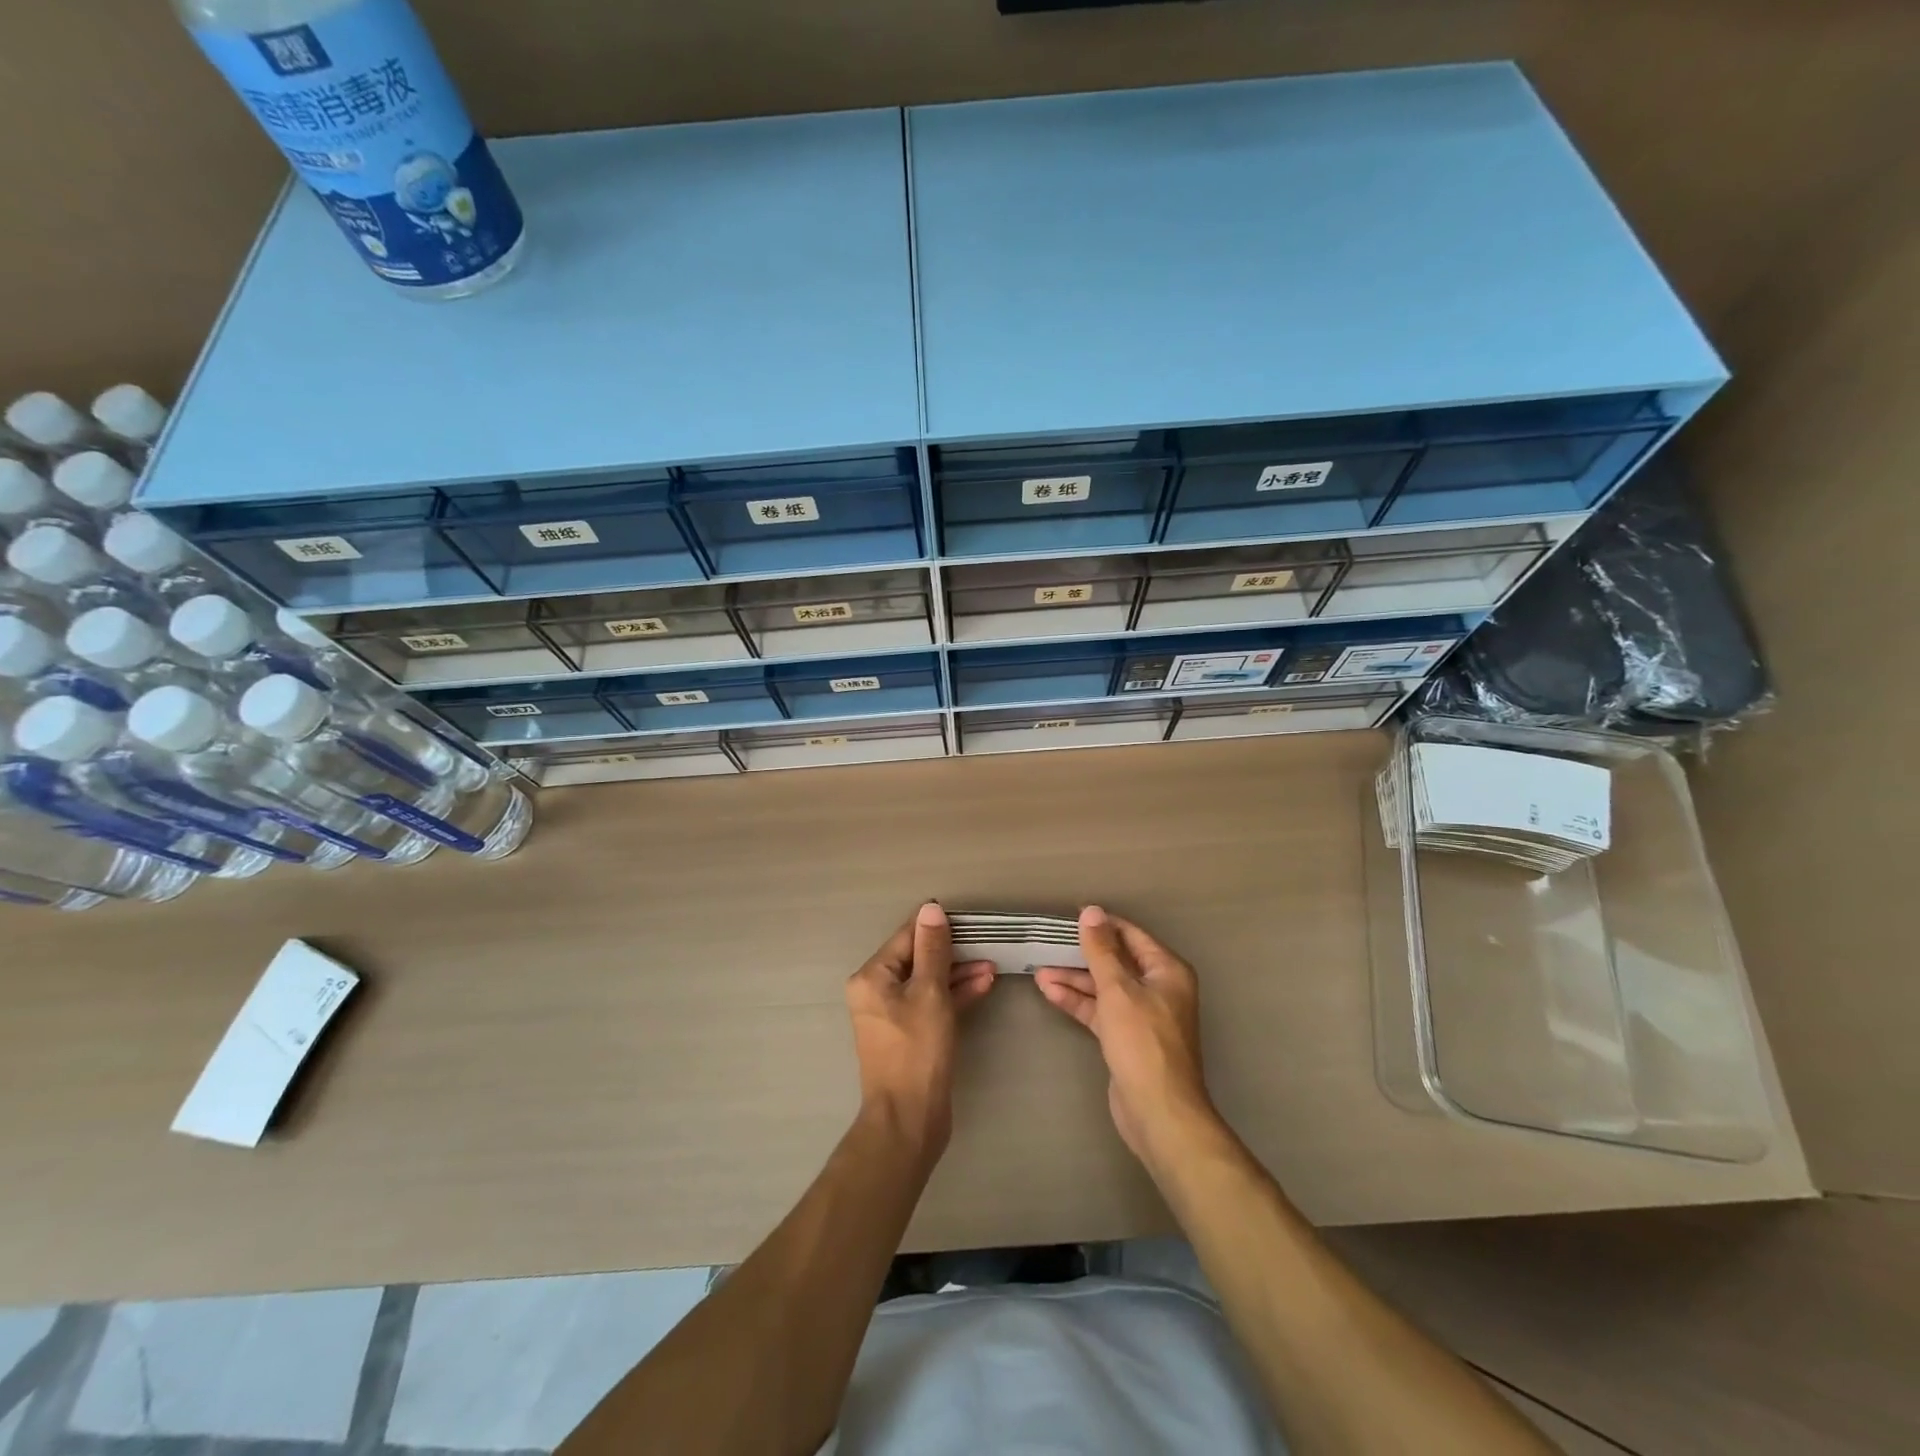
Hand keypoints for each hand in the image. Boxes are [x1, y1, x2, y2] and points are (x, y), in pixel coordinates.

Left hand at [845, 903, 995, 1161]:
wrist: (910, 1120)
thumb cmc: (917, 1051)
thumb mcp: (930, 993)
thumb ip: (933, 949)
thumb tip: (931, 908)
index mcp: (872, 977)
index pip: (906, 936)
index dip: (936, 925)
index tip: (968, 917)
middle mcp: (876, 991)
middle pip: (918, 957)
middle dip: (952, 950)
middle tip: (986, 942)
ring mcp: (893, 1014)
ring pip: (928, 981)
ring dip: (959, 972)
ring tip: (992, 965)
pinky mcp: (910, 1033)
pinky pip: (932, 1003)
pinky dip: (955, 994)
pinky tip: (984, 985)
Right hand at [1035, 907, 1216, 1168]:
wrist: (1158, 1112)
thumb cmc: (1143, 1042)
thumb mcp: (1118, 989)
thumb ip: (1102, 950)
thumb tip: (1091, 911)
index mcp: (1166, 970)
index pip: (1130, 935)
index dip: (1101, 924)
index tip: (1068, 917)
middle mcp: (1158, 988)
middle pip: (1116, 961)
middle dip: (1082, 953)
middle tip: (1048, 942)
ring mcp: (1142, 1014)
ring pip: (1104, 987)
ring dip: (1074, 978)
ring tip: (1038, 968)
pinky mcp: (1126, 1037)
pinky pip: (1100, 1010)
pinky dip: (1077, 1001)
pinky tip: (1049, 991)